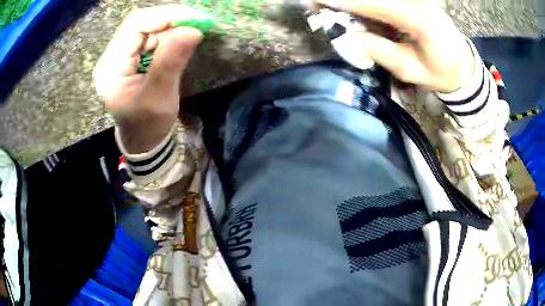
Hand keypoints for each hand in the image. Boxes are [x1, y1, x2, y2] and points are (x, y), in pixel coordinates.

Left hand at [93, 5, 204, 152]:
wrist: (142, 139)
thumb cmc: (148, 125)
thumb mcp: (159, 97)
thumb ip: (171, 62)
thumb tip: (193, 29)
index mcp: (110, 69)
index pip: (135, 26)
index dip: (165, 16)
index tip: (195, 19)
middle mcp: (110, 57)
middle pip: (139, 22)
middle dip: (169, 19)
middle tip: (196, 24)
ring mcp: (118, 56)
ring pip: (145, 26)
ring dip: (169, 26)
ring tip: (189, 34)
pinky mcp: (128, 57)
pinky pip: (147, 36)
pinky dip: (166, 34)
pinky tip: (177, 41)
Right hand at [318, 0, 474, 92]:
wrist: (463, 64)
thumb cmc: (441, 72)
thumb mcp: (410, 70)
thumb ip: (379, 51)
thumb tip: (345, 37)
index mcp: (418, 18)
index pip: (375, 4)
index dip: (344, 1)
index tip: (315, 2)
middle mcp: (415, 0)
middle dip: (345, 0)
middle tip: (317, 6)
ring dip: (353, 4)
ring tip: (332, 10)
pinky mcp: (412, 0)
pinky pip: (382, 2)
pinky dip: (366, 6)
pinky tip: (356, 16)